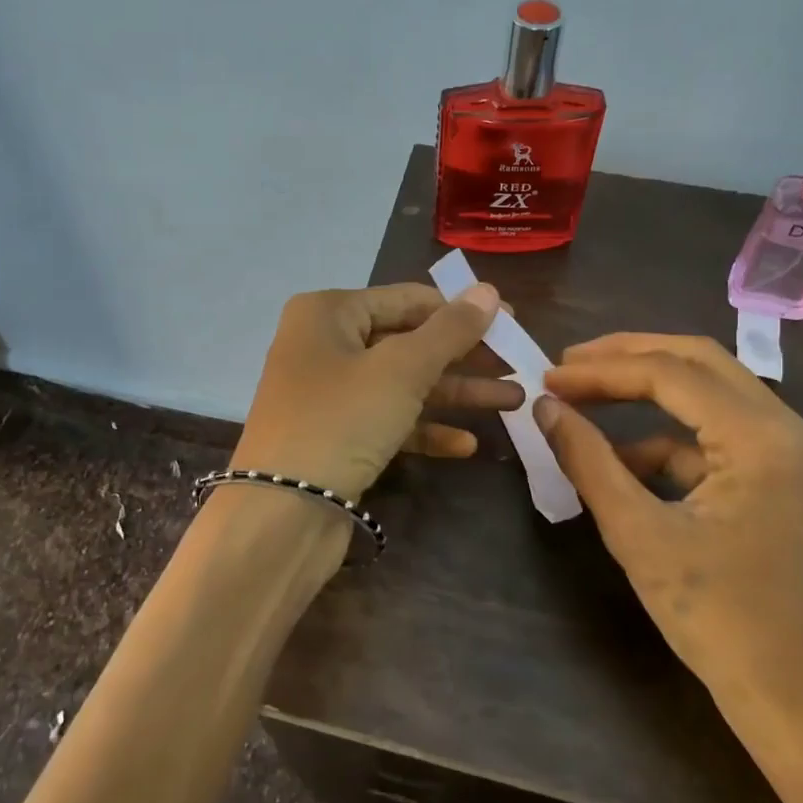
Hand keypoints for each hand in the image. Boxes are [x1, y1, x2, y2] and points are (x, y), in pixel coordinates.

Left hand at [232, 283, 520, 501]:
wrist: (283, 512)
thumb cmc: (342, 419)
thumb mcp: (402, 369)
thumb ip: (449, 330)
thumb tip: (489, 291)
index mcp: (329, 312)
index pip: (408, 299)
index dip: (462, 310)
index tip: (513, 323)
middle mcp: (325, 345)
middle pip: (408, 342)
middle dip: (464, 357)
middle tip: (519, 365)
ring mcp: (328, 393)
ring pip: (402, 384)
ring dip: (455, 394)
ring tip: (513, 402)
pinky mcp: (336, 436)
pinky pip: (388, 421)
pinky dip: (425, 428)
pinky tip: (467, 444)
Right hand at [533, 333, 802, 735]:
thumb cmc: (719, 622)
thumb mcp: (639, 536)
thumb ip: (589, 461)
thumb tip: (545, 408)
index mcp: (765, 440)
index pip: (672, 374)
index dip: (602, 370)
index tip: (548, 378)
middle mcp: (793, 431)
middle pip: (702, 363)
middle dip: (629, 357)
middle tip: (570, 365)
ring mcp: (800, 456)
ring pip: (714, 395)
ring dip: (650, 396)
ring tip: (588, 406)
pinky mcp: (793, 481)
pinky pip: (724, 438)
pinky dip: (673, 441)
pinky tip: (629, 465)